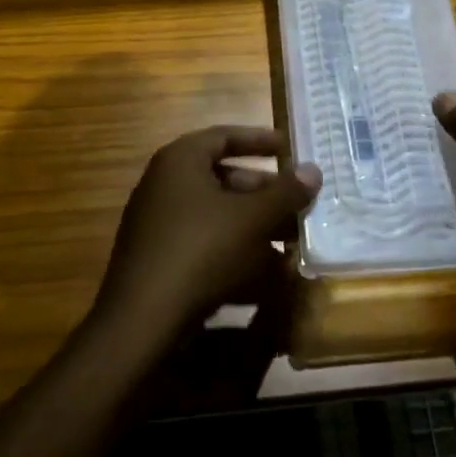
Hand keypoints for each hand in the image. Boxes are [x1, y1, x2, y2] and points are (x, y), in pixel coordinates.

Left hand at [91, 127, 320, 348]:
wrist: (142, 320)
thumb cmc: (201, 250)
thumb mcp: (252, 219)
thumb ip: (285, 193)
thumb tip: (314, 170)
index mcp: (180, 160)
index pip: (224, 136)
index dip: (260, 140)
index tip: (290, 148)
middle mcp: (164, 183)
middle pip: (223, 177)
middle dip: (264, 192)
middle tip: (298, 203)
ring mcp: (158, 222)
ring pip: (216, 213)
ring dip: (254, 224)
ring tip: (291, 239)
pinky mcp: (159, 257)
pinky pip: (203, 241)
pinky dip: (234, 248)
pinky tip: (265, 272)